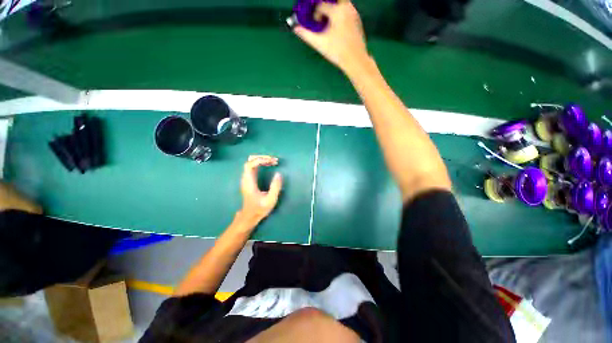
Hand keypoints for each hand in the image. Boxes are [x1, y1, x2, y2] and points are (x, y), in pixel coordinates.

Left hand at [239, 155, 282, 224]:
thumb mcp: (270, 200)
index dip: (260, 160)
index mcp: (249, 182)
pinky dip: (261, 163)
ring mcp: (246, 179)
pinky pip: (253, 167)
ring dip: (262, 160)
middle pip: (250, 161)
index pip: (250, 165)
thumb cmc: (260, 208)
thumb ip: (275, 187)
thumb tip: (278, 173)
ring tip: (273, 162)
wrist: (250, 216)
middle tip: (274, 160)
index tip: (271, 161)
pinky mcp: (249, 180)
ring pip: (251, 163)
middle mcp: (246, 179)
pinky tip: (269, 165)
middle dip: (262, 158)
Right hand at [293, 1, 369, 73]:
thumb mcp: (320, 44)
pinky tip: (338, 28)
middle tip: (321, 17)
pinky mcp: (358, 20)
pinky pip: (347, 10)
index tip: (315, 24)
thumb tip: (295, 28)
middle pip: (333, 0)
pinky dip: (340, 14)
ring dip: (332, 9)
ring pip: (341, 4)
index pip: (321, 5)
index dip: (315, 13)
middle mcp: (347, 7)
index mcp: (337, 11)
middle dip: (325, 6)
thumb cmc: (337, 52)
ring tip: (329, 23)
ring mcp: (354, 13)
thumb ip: (306, 35)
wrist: (355, 60)